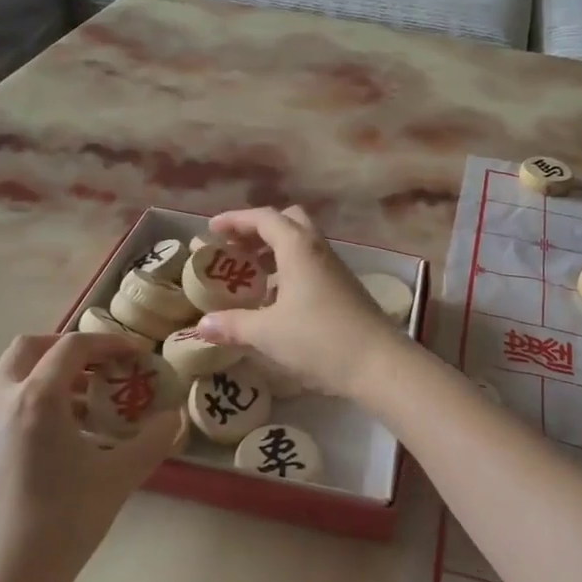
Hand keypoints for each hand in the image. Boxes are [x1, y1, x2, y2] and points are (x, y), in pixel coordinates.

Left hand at [0, 333, 180, 581]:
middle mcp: (0, 401)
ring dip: (48, 378)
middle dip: (67, 348)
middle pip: (29, 348)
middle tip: (101, 366)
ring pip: (11, 379)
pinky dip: (30, 405)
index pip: (74, 346)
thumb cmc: (59, 525)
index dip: (109, 342)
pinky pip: (1, 409)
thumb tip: (175, 419)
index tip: (136, 354)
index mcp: (36, 397)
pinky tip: (56, 446)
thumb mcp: (117, 480)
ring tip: (86, 408)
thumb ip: (152, 442)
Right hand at [193, 206, 405, 399]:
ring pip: (301, 244)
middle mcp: (318, 250)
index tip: (211, 230)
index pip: (264, 218)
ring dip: (274, 252)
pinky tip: (276, 299)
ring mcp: (335, 269)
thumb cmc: (319, 339)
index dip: (235, 220)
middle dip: (258, 230)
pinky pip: (311, 265)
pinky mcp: (344, 288)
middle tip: (235, 250)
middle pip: (287, 222)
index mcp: (298, 248)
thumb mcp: (267, 333)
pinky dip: (289, 270)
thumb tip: (203, 324)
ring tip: (250, 275)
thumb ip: (233, 325)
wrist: (379, 363)